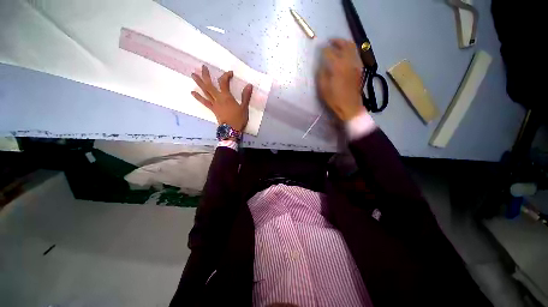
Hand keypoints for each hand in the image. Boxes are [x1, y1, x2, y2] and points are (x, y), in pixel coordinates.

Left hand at [191, 65, 252, 131]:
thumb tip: (249, 85)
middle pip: (210, 85)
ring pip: (205, 92)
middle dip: (206, 75)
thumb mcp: (244, 107)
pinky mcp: (213, 109)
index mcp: (226, 97)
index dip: (226, 75)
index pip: (224, 82)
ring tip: (193, 75)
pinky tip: (192, 92)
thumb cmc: (239, 119)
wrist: (231, 130)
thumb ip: (246, 96)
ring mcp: (214, 104)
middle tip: (202, 66)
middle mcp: (218, 98)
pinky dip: (198, 97)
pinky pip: (204, 102)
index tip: (230, 73)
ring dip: (199, 83)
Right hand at [317, 38, 365, 121]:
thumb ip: (321, 74)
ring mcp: (356, 64)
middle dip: (337, 40)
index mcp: (338, 67)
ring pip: (352, 47)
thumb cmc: (334, 99)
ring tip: (338, 45)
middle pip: (345, 44)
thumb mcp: (323, 88)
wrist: (350, 106)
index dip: (324, 49)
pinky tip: (344, 54)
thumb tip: (321, 64)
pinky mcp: (359, 69)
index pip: (330, 52)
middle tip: (330, 41)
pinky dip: (350, 50)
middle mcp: (349, 62)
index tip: (319, 47)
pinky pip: (355, 54)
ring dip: (344, 43)